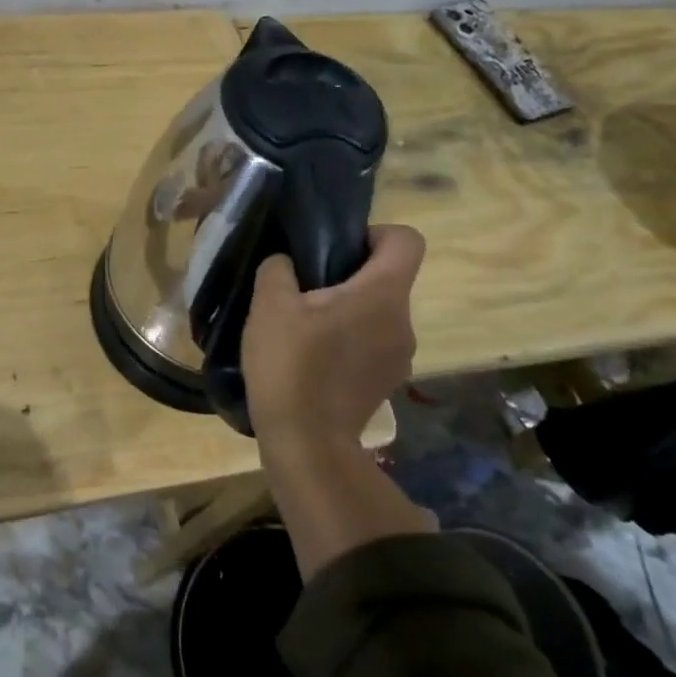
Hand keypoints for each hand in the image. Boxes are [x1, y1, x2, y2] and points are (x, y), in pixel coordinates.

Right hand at [242, 225, 425, 453]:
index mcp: (383, 294)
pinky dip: (348, 341)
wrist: (307, 443)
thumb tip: (286, 264)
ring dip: (348, 311)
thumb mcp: (269, 305)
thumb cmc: (291, 365)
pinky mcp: (386, 383)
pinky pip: (372, 344)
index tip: (337, 250)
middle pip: (388, 278)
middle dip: (350, 275)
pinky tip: (312, 358)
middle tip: (305, 288)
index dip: (374, 234)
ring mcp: (400, 356)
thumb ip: (278, 269)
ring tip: (304, 326)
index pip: (406, 240)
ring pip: (378, 313)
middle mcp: (403, 321)